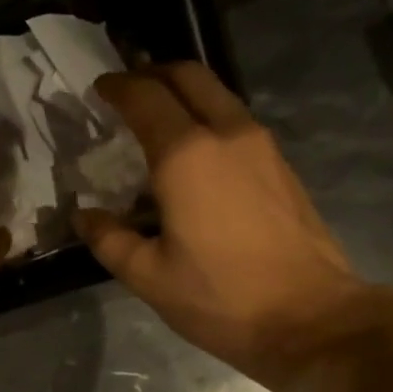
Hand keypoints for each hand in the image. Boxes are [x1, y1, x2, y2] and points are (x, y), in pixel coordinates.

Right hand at [74, 63, 374, 389]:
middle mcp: (227, 135)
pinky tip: (195, 157)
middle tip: (129, 89)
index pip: (145, 98)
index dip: (117, 87)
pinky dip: (208, 121)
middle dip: (154, 73)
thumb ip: (109, 239)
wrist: (307, 317)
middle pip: (189, 76)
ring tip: (158, 121)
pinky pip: (237, 124)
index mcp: (186, 156)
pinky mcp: (281, 167)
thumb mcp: (149, 277)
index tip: (99, 89)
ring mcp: (262, 147)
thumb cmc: (219, 298)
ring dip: (185, 95)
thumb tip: (85, 215)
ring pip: (218, 96)